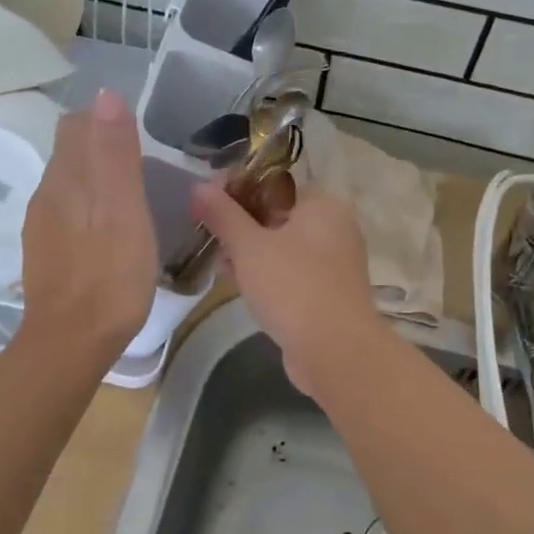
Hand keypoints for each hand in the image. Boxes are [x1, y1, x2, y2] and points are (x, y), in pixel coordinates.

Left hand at [18, 91, 157, 362]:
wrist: (71, 342)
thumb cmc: (109, 276)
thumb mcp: (124, 211)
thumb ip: (115, 154)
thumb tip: (107, 94)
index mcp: (66, 179)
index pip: (77, 126)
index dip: (106, 123)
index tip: (140, 138)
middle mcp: (46, 195)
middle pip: (70, 153)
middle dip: (101, 149)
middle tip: (143, 167)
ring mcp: (42, 227)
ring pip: (68, 185)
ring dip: (96, 181)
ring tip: (131, 199)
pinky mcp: (46, 254)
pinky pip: (67, 215)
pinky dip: (89, 210)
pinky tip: (109, 232)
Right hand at [191, 183, 383, 392]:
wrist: (335, 351)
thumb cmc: (292, 286)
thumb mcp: (249, 247)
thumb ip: (223, 215)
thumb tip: (199, 185)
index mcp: (322, 205)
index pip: (274, 183)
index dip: (237, 188)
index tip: (206, 202)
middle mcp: (334, 228)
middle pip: (277, 215)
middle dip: (240, 224)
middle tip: (206, 233)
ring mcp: (333, 263)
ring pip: (282, 247)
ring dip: (249, 252)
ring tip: (217, 262)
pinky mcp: (326, 293)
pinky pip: (290, 273)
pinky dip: (265, 274)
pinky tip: (236, 283)